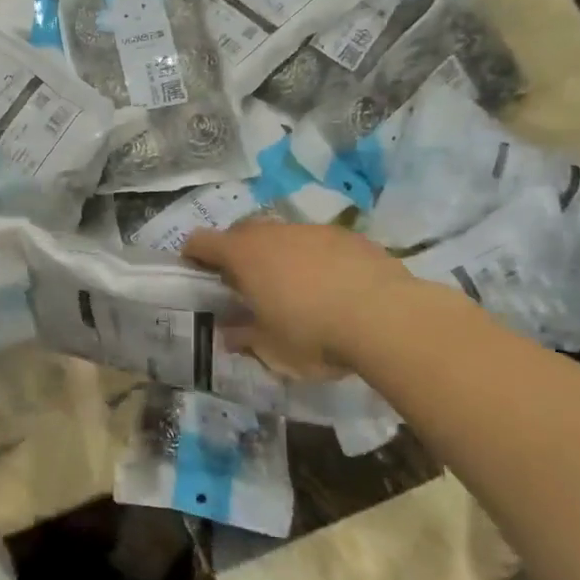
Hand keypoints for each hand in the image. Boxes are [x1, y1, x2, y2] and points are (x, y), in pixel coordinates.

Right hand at [182, 222, 412, 379]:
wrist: (387, 318)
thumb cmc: (313, 334)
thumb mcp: (271, 348)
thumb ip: (245, 337)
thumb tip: (229, 333)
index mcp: (244, 255)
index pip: (201, 241)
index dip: (193, 254)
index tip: (194, 272)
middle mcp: (273, 233)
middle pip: (242, 232)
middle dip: (237, 252)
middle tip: (244, 284)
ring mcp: (313, 230)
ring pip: (283, 235)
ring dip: (279, 255)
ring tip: (293, 288)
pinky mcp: (349, 236)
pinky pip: (319, 243)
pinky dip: (315, 259)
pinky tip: (332, 287)